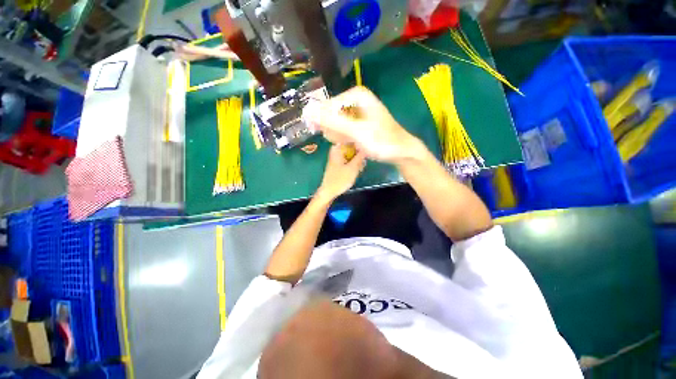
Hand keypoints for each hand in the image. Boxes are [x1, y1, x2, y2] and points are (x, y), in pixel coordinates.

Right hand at [304, 86, 422, 163]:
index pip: (327, 105)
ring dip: (338, 135)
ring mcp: (357, 110)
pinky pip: (343, 127)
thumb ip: (333, 121)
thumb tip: (307, 111)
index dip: (322, 121)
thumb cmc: (381, 141)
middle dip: (333, 130)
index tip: (322, 135)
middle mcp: (355, 99)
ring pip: (336, 122)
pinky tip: (350, 143)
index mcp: (355, 95)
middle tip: (343, 141)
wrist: (401, 151)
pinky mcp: (358, 121)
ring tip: (349, 143)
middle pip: (331, 113)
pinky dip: (344, 137)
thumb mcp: (356, 131)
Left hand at [316, 144, 366, 201]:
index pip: (351, 139)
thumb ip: (360, 156)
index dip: (360, 143)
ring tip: (360, 167)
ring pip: (350, 154)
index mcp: (338, 149)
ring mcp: (336, 158)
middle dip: (359, 153)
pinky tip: (356, 170)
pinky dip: (353, 164)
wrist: (329, 192)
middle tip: (363, 161)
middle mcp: (336, 151)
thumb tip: (366, 147)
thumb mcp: (353, 168)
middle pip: (351, 147)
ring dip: (357, 160)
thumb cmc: (340, 179)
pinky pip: (348, 160)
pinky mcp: (338, 165)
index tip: (367, 148)